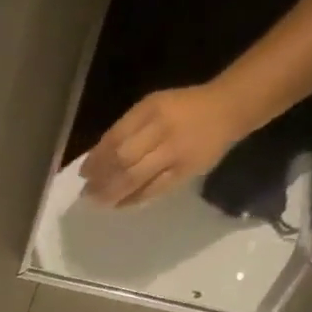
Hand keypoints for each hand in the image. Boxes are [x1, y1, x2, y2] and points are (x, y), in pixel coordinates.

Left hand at [79, 84, 250, 207]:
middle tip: (88, 192)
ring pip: (134, 179)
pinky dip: (131, 200)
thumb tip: (96, 160)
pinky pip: (151, 191)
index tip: (83, 174)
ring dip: (111, 194)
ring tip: (99, 202)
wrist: (228, 108)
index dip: (95, 160)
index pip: (115, 138)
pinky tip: (119, 205)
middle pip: (122, 160)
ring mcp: (174, 153)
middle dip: (100, 180)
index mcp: (152, 109)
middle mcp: (162, 129)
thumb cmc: (183, 109)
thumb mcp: (153, 107)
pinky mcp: (183, 173)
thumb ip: (127, 130)